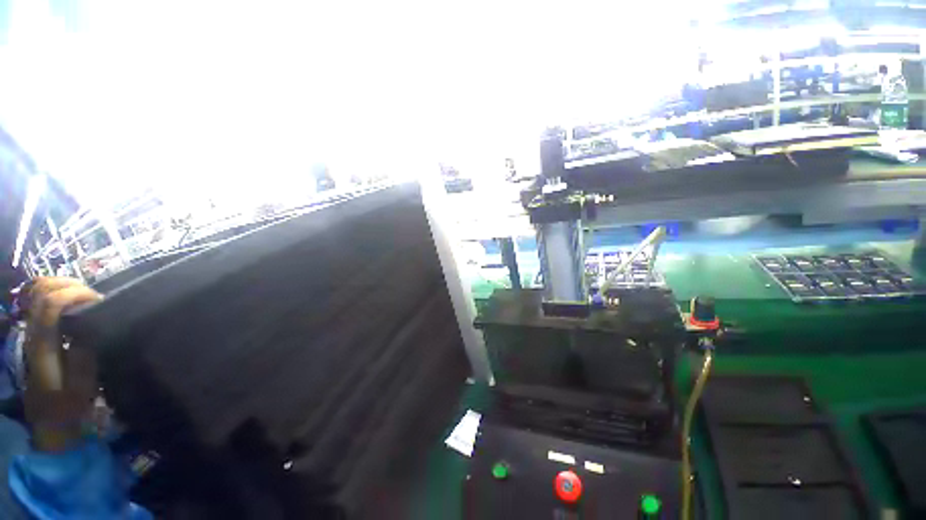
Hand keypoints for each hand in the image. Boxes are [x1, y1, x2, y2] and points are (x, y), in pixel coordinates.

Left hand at [23, 277, 102, 450]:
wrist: (49, 424)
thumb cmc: (69, 408)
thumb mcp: (81, 387)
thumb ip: (85, 355)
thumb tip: (92, 327)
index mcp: (44, 345)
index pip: (51, 304)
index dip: (75, 294)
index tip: (100, 300)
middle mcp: (33, 333)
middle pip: (41, 291)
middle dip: (69, 285)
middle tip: (93, 296)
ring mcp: (32, 334)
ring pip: (38, 293)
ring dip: (62, 288)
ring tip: (85, 298)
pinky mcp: (36, 336)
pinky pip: (41, 304)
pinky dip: (58, 296)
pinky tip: (74, 306)